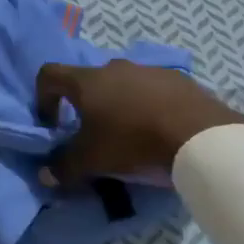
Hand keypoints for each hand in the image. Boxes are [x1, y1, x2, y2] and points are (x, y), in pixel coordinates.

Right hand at [35, 60, 243, 185]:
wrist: (199, 135)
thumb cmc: (133, 141)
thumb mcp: (93, 160)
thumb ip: (64, 167)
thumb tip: (45, 176)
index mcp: (86, 81)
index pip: (49, 74)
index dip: (44, 97)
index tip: (53, 124)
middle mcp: (113, 67)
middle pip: (88, 80)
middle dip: (86, 104)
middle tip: (96, 133)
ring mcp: (148, 70)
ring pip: (123, 83)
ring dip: (120, 103)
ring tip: (132, 133)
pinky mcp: (178, 79)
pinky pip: (154, 89)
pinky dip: (150, 104)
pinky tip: (161, 129)